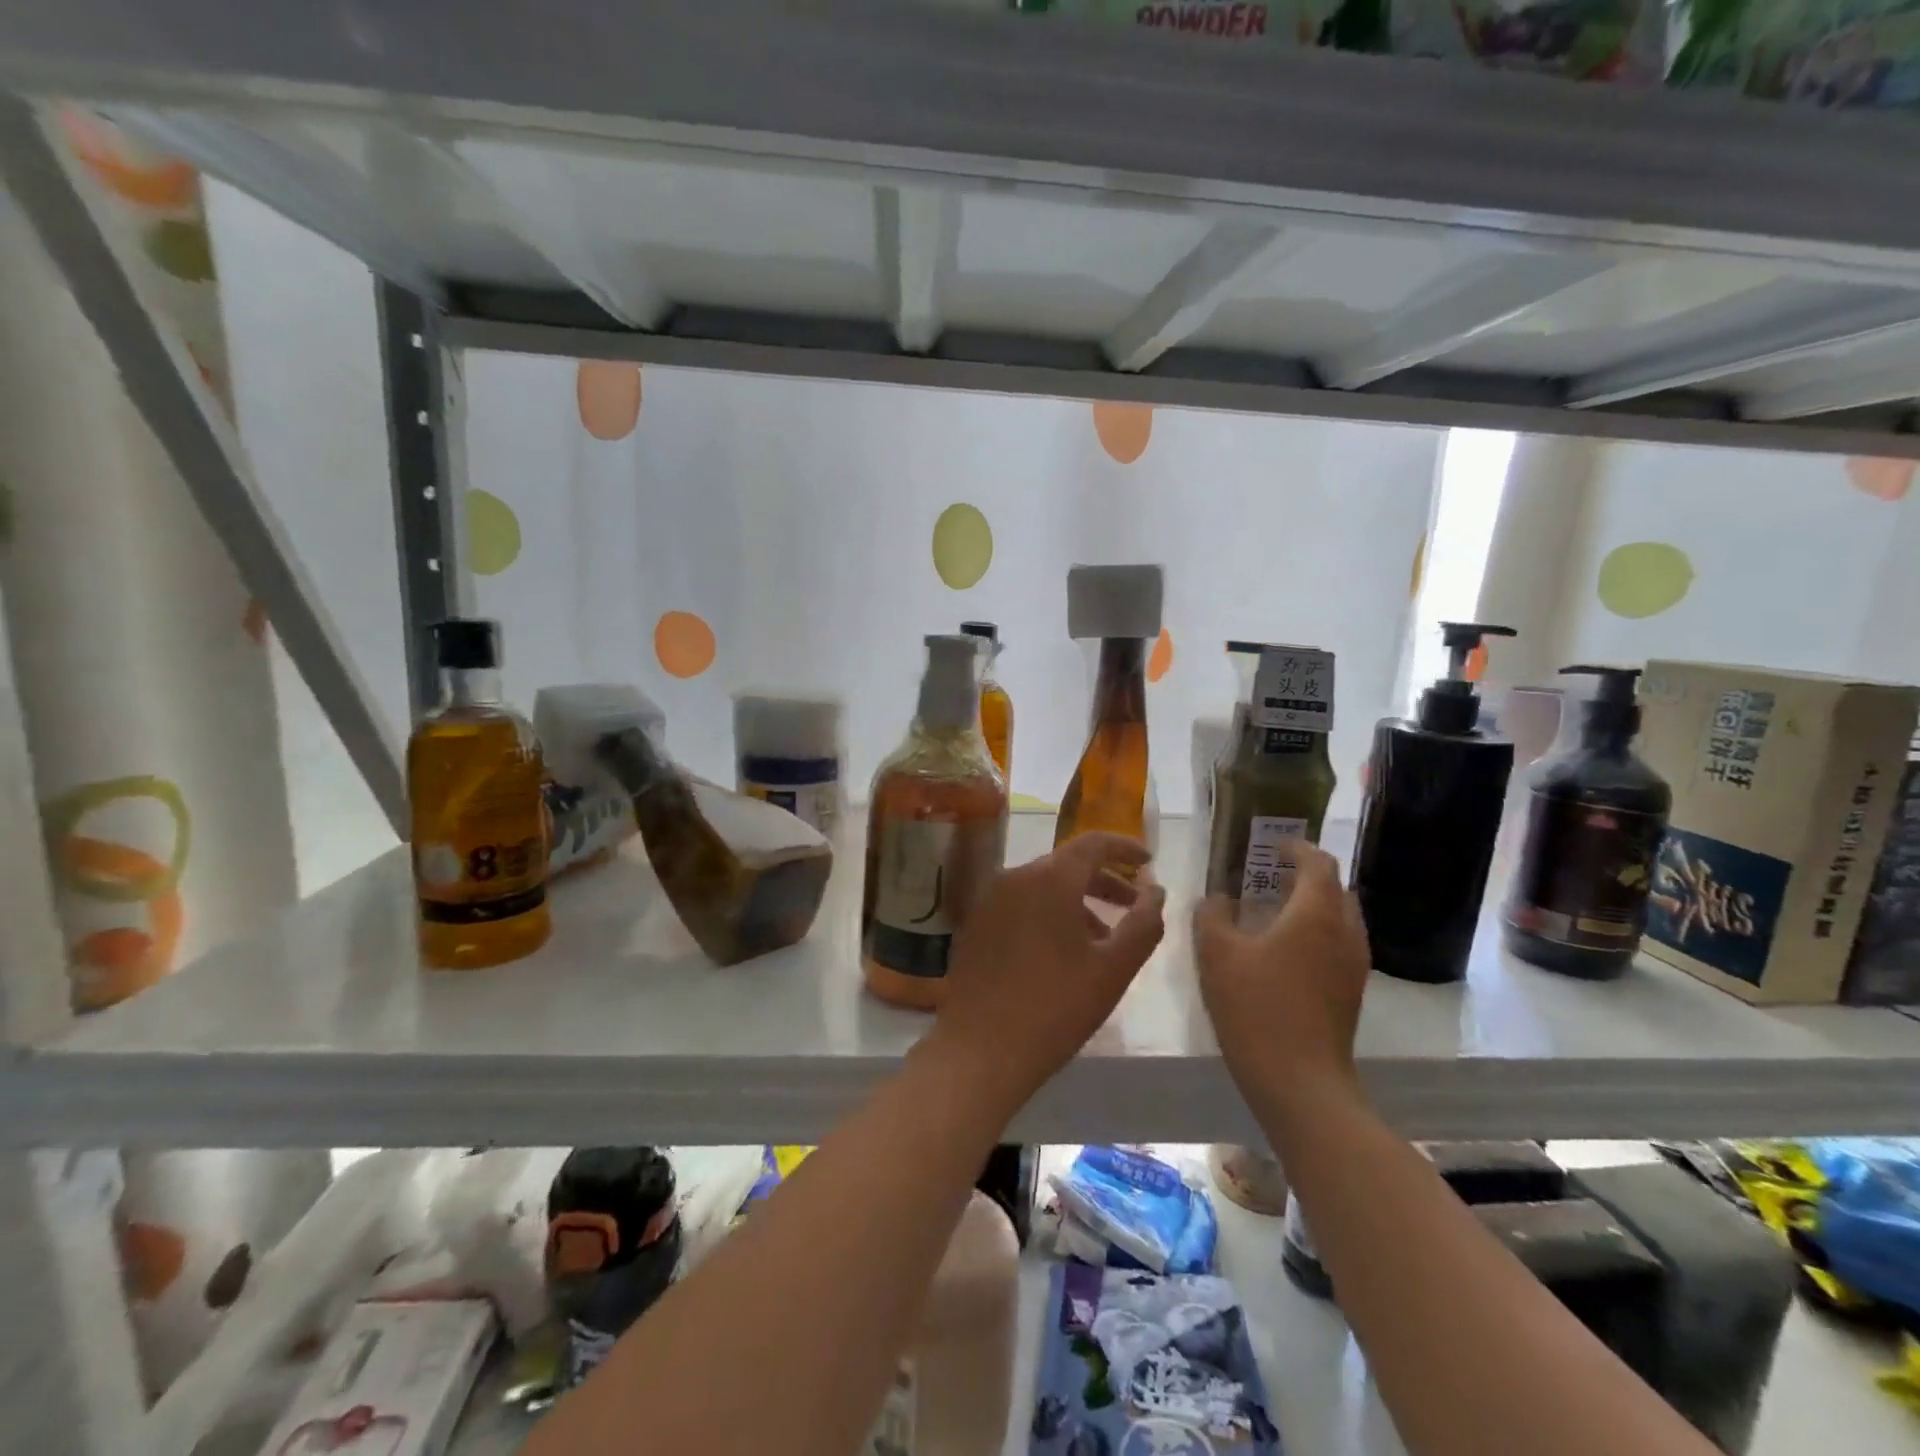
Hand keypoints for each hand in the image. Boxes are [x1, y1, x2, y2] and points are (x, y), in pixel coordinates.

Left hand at [927, 832, 1166, 1110]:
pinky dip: (1049, 913)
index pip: (1093, 843)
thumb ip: (1144, 923)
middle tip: (1134, 907)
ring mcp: (990, 899)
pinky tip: (1063, 951)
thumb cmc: (1055, 1007)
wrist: (980, 1049)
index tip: (1149, 862)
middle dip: (1105, 881)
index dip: (1125, 848)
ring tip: (1104, 939)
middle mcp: (1015, 876)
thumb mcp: (1113, 969)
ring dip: (1078, 902)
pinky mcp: (976, 923)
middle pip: (1068, 864)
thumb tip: (1156, 890)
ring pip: (1044, 886)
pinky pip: (1021, 904)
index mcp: (1049, 879)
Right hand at [1193, 841, 1369, 1102]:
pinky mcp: (1351, 992)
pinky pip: (1338, 944)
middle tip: (1271, 875)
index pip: (1318, 863)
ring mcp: (1353, 965)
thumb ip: (1212, 915)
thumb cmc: (1256, 1007)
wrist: (1300, 1081)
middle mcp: (1344, 932)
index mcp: (1316, 913)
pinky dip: (1317, 932)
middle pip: (1337, 888)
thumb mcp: (1217, 954)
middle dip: (1308, 875)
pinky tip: (1284, 950)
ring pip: (1341, 918)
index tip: (1273, 845)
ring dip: (1313, 905)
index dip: (1297, 848)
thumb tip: (1217, 898)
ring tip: (1276, 910)